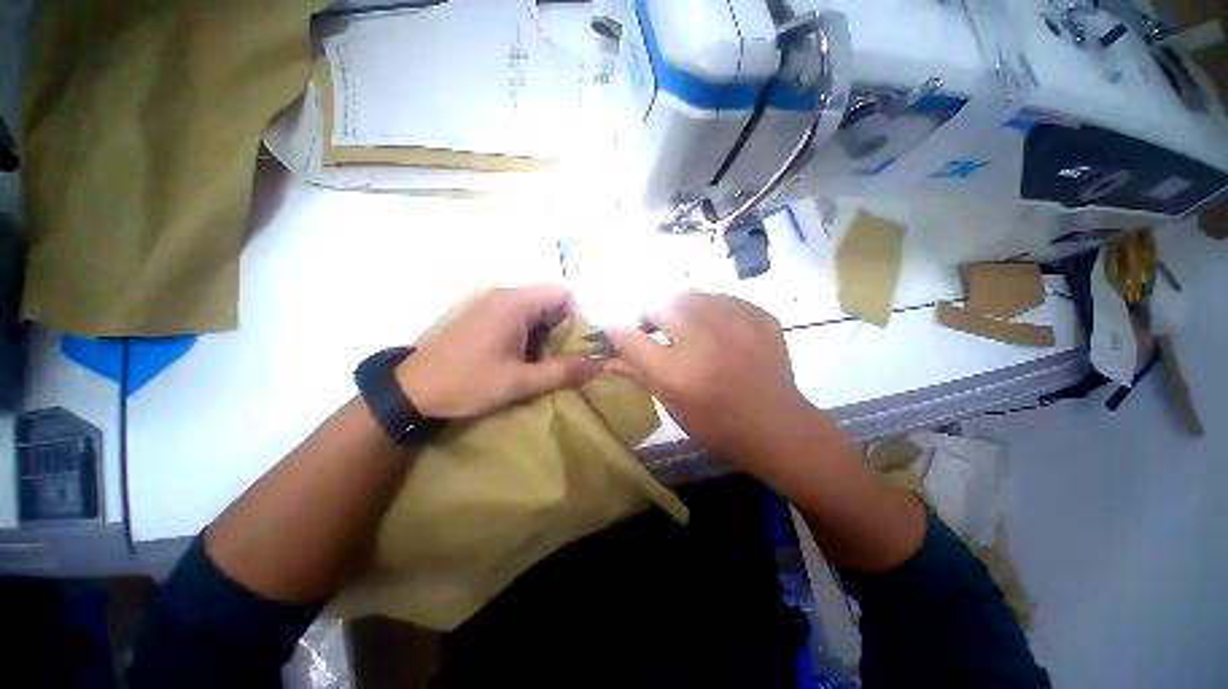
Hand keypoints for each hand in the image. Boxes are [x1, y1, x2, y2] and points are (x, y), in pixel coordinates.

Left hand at [396, 285, 600, 418]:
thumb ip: (561, 372)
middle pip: (551, 301)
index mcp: (515, 303)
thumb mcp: (518, 381)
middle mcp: (505, 295)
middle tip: (570, 357)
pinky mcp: (483, 316)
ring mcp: (492, 304)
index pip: (563, 294)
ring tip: (550, 361)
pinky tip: (528, 358)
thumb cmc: (466, 382)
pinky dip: (532, 334)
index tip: (582, 345)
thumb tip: (598, 366)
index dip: (579, 316)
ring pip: (537, 310)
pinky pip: (520, 317)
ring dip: (549, 333)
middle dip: (566, 328)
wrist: (410, 390)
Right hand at [604, 291, 816, 466]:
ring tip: (685, 326)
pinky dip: (708, 308)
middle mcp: (704, 341)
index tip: (611, 327)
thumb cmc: (717, 425)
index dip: (615, 329)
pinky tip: (714, 327)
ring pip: (689, 295)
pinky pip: (720, 298)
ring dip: (678, 308)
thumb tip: (607, 356)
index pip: (630, 337)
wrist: (778, 427)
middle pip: (659, 305)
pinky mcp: (760, 317)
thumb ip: (639, 373)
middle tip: (654, 328)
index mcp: (679, 373)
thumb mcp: (672, 405)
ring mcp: (737, 324)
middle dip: (649, 314)